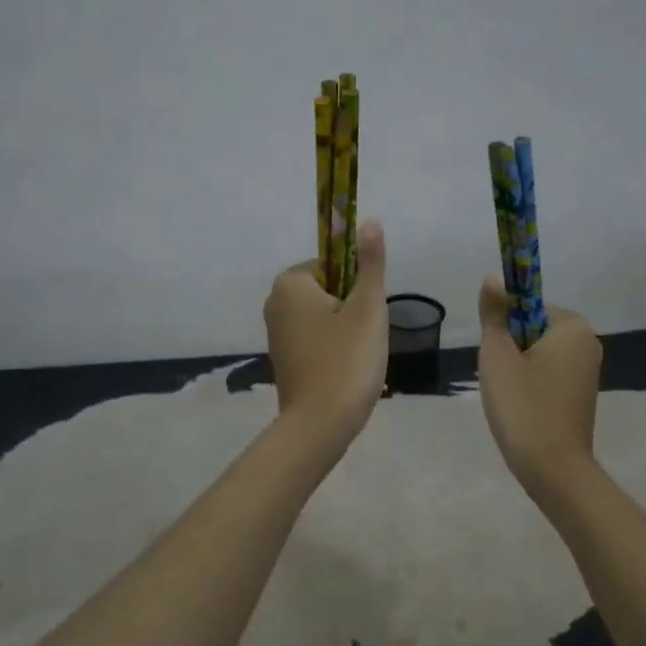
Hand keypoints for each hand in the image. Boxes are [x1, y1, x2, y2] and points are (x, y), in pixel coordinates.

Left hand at [264, 220, 388, 447]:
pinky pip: (316, 340)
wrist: (320, 425)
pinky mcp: (283, 360)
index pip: (333, 264)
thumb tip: (370, 220)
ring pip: (324, 317)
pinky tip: (346, 371)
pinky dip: (334, 350)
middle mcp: (274, 303)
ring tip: (357, 356)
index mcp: (289, 283)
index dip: (357, 285)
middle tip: (365, 337)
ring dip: (346, 331)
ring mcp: (276, 334)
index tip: (366, 313)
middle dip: (352, 309)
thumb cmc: (347, 360)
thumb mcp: (367, 307)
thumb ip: (370, 263)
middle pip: (328, 289)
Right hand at [477, 277, 601, 492]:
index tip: (497, 356)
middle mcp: (588, 342)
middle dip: (511, 350)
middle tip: (500, 380)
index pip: (527, 306)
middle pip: (533, 329)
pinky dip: (530, 386)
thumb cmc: (523, 407)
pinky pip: (548, 375)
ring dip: (517, 370)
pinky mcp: (581, 394)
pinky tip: (522, 409)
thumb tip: (492, 279)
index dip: (504, 327)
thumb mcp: (498, 356)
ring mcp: (588, 371)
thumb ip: (493, 315)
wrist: (553, 469)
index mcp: (573, 326)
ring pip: (538, 354)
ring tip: (510, 398)